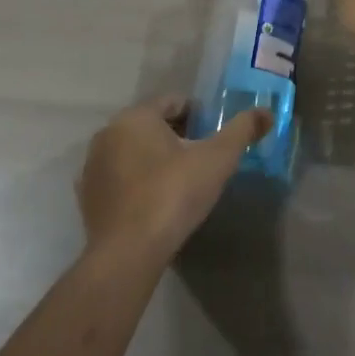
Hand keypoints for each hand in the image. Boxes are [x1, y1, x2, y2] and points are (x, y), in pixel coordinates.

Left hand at [77, 98, 270, 262]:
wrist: (128, 254)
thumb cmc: (174, 194)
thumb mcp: (218, 159)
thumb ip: (243, 130)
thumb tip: (267, 111)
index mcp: (136, 116)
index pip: (173, 101)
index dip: (199, 115)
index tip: (214, 136)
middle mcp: (108, 133)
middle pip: (152, 124)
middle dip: (178, 135)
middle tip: (202, 159)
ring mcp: (93, 166)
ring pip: (133, 150)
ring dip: (155, 158)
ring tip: (181, 182)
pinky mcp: (86, 198)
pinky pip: (119, 178)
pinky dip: (137, 182)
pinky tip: (155, 202)